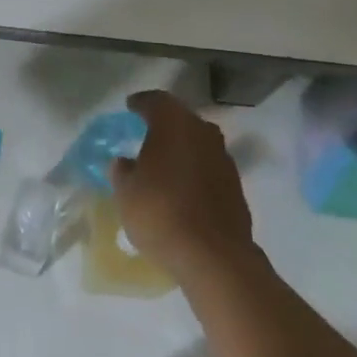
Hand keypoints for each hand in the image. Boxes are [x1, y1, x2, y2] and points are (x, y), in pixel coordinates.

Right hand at [110, 89, 254, 278]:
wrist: (213, 256)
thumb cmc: (161, 212)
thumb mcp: (126, 192)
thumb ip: (122, 171)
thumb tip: (123, 162)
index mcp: (174, 123)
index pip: (156, 101)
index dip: (141, 103)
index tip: (130, 106)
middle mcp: (202, 131)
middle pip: (181, 118)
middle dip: (164, 124)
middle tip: (146, 132)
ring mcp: (223, 158)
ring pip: (198, 142)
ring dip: (182, 148)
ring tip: (164, 162)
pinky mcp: (235, 185)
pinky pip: (209, 167)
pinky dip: (195, 170)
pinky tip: (183, 187)